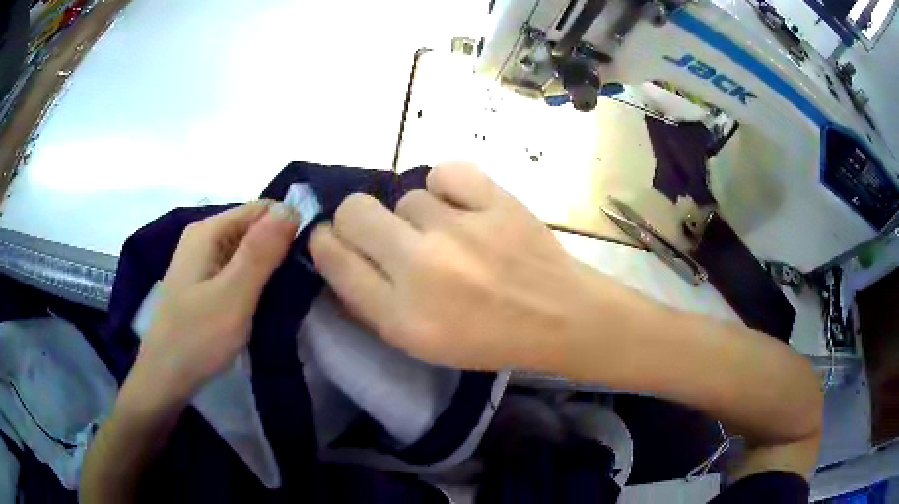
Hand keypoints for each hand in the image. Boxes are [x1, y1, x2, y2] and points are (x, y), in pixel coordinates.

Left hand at [136, 201, 298, 403]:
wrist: (165, 378)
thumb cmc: (197, 338)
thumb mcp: (233, 295)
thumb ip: (261, 251)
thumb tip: (291, 207)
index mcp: (208, 230)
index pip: (262, 209)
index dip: (289, 227)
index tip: (311, 258)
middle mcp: (204, 237)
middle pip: (254, 228)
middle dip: (280, 250)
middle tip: (302, 284)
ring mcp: (202, 261)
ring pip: (247, 251)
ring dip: (270, 269)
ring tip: (289, 296)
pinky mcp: (204, 283)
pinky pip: (237, 270)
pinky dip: (255, 282)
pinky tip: (266, 303)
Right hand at [309, 162, 598, 370]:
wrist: (560, 317)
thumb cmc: (488, 338)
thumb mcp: (419, 343)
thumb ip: (370, 301)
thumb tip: (337, 253)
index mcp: (402, 315)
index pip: (333, 257)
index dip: (324, 241)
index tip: (333, 239)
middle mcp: (423, 269)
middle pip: (354, 211)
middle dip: (359, 220)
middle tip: (387, 234)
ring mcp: (462, 230)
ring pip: (406, 196)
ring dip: (419, 216)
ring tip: (449, 236)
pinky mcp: (496, 201)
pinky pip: (444, 173)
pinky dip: (448, 188)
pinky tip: (465, 208)